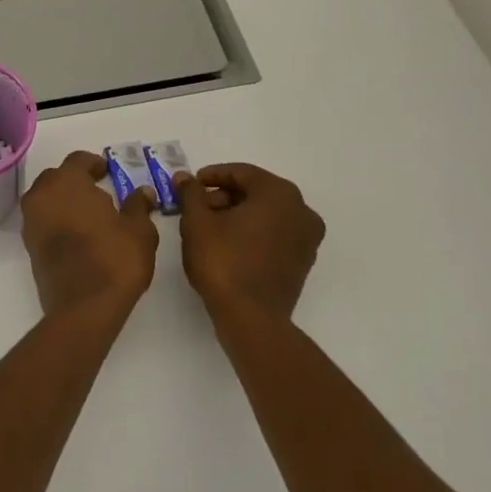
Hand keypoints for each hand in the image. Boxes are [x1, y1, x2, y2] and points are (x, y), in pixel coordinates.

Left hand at [21, 151, 158, 317]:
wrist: (83, 307)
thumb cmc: (115, 259)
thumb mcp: (138, 230)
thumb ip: (139, 206)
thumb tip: (143, 192)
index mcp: (66, 182)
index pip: (78, 160)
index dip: (94, 163)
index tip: (108, 172)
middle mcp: (41, 196)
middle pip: (57, 178)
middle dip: (76, 181)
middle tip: (99, 191)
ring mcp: (31, 223)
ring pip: (47, 200)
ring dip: (64, 202)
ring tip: (90, 215)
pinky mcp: (30, 247)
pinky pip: (43, 222)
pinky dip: (58, 222)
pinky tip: (79, 235)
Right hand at [177, 163, 325, 321]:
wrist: (251, 318)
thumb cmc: (223, 262)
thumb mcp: (197, 222)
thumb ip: (190, 193)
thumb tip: (183, 177)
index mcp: (279, 194)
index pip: (242, 173)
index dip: (211, 176)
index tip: (190, 184)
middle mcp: (301, 210)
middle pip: (256, 192)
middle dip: (224, 197)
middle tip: (196, 208)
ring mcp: (307, 237)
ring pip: (266, 214)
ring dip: (238, 215)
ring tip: (208, 228)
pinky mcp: (303, 261)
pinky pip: (275, 234)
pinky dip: (253, 232)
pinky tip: (229, 245)